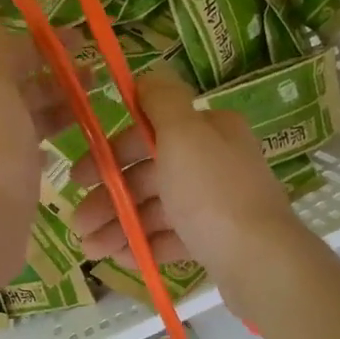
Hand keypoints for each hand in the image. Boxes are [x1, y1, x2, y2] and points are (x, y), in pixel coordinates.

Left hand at [0, 14, 78, 285]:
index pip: (0, 53)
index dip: (40, 44)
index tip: (80, 45)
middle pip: (13, 85)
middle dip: (53, 76)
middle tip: (94, 79)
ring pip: (22, 118)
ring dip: (55, 107)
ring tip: (90, 110)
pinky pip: (25, 152)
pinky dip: (46, 142)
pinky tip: (64, 149)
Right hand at [70, 69, 311, 307]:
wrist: (261, 262)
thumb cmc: (212, 194)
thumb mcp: (183, 134)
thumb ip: (162, 101)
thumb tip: (147, 75)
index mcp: (209, 131)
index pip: (149, 133)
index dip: (110, 153)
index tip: (78, 178)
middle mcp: (215, 162)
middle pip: (150, 174)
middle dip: (109, 198)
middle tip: (78, 223)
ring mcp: (217, 204)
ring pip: (157, 210)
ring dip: (120, 226)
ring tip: (91, 250)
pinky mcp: (217, 241)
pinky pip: (173, 238)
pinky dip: (146, 245)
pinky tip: (120, 259)